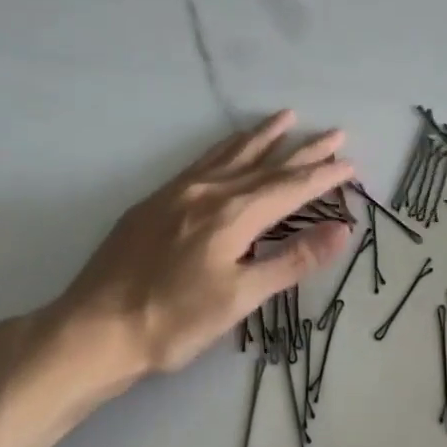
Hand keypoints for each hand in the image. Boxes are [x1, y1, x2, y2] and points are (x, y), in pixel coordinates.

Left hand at [51, 110, 354, 383]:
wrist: (95, 328)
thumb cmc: (174, 322)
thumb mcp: (240, 298)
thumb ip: (292, 260)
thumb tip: (341, 230)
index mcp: (232, 215)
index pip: (290, 188)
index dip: (323, 175)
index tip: (350, 163)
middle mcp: (208, 192)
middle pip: (265, 164)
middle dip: (303, 150)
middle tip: (334, 132)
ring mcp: (178, 192)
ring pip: (230, 154)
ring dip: (262, 137)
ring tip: (286, 118)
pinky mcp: (155, 200)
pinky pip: (201, 161)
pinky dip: (225, 148)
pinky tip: (228, 146)